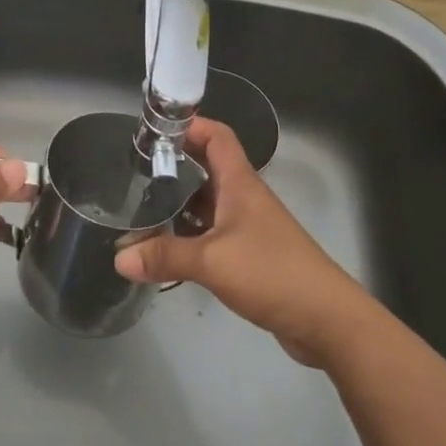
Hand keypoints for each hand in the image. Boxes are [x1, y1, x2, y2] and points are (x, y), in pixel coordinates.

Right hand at [114, 116, 379, 364]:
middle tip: (135, 174)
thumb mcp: (211, 261)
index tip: (153, 132)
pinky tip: (167, 250)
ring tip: (141, 212)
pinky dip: (190, 237)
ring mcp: (249, 227)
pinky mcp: (251, 255)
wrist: (327, 319)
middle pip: (207, 168)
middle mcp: (244, 198)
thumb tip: (118, 257)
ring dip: (179, 206)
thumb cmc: (271, 272)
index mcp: (239, 183)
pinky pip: (213, 234)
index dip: (188, 126)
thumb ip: (164, 257)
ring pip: (208, 204)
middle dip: (173, 167)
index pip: (216, 136)